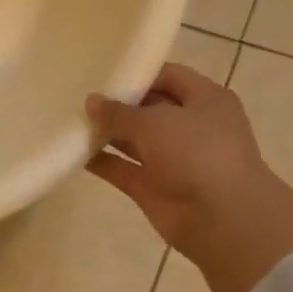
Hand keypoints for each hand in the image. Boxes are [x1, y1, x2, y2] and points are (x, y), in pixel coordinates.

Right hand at [86, 63, 292, 291]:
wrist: (222, 218)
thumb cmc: (197, 153)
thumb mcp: (154, 122)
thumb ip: (118, 111)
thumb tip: (91, 101)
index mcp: (205, 100)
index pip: (168, 76)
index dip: (137, 73)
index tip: (102, 72)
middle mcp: (190, 126)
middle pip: (148, 108)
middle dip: (116, 103)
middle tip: (78, 95)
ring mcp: (171, 158)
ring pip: (133, 139)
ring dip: (105, 132)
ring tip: (70, 120)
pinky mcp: (153, 186)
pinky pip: (121, 168)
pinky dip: (100, 161)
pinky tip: (72, 151)